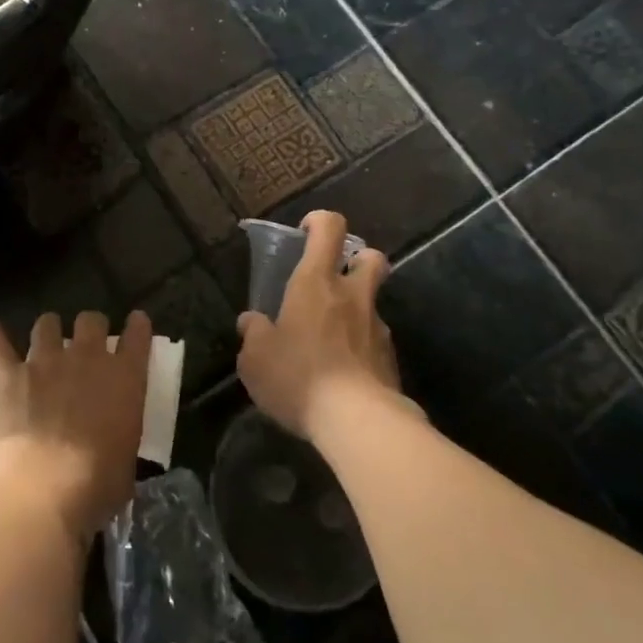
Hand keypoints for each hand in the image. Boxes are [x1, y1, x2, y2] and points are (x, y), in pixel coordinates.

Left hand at [0, 310, 151, 541]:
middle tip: (86, 341)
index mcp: (124, 378)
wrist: (42, 488)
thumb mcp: (127, 460)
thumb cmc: (96, 484)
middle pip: (91, 320)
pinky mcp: (8, 375)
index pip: (137, 338)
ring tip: (45, 338)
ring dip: (48, 329)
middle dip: (90, 326)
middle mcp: (86, 358)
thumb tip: (112, 443)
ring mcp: (44, 362)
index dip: (137, 326)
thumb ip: (121, 436)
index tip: (136, 321)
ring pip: (47, 325)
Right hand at [237, 211, 397, 441]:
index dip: (319, 222)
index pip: (330, 228)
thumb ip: (253, 333)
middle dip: (357, 259)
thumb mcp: (255, 358)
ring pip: (373, 302)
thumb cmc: (298, 376)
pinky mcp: (390, 359)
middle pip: (371, 257)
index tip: (305, 233)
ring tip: (330, 339)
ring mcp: (377, 327)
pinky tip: (343, 372)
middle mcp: (353, 296)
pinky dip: (361, 346)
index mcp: (316, 282)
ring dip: (356, 310)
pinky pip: (375, 340)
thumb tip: (252, 321)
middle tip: (333, 279)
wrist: (357, 421)